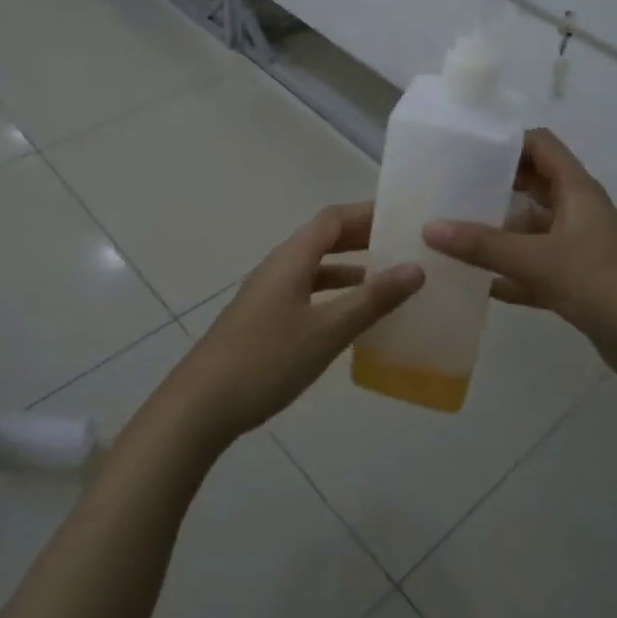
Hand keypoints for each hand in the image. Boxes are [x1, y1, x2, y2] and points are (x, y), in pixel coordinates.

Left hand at [167, 203, 423, 444]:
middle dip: (360, 237)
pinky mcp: (263, 318)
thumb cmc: (267, 360)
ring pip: (314, 267)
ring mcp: (267, 293)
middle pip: (323, 239)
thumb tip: (415, 268)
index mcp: (291, 259)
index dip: (366, 213)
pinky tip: (349, 317)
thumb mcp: (327, 331)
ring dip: (348, 267)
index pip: (333, 219)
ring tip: (385, 279)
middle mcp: (278, 267)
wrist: (201, 405)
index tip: (401, 216)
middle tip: (400, 244)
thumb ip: (372, 300)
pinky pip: (305, 292)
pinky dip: (332, 293)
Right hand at [423, 129, 616, 393]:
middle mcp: (577, 212)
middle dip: (494, 185)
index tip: (465, 147)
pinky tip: (476, 284)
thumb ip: (484, 245)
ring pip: (531, 230)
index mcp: (576, 190)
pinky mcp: (577, 283)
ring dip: (498, 232)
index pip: (540, 145)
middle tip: (450, 188)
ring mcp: (578, 248)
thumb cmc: (604, 285)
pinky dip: (510, 274)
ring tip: (451, 234)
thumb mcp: (539, 261)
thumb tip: (429, 227)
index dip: (507, 140)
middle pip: (532, 185)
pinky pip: (535, 269)